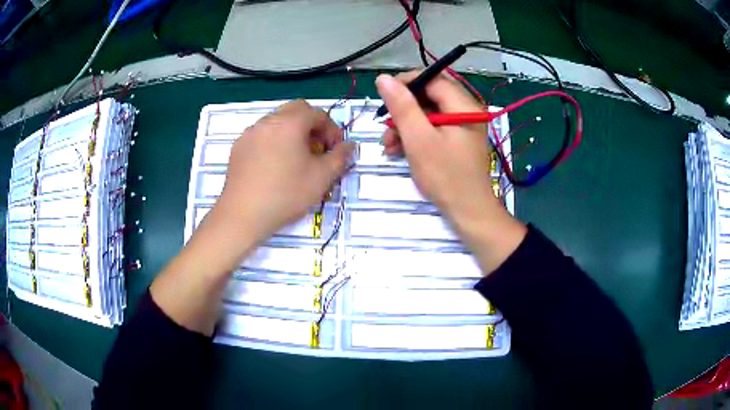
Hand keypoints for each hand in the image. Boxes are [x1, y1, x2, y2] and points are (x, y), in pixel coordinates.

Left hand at [213, 100, 354, 243]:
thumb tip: (350, 145)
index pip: (317, 113)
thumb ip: (340, 157)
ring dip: (292, 131)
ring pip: (277, 121)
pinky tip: (274, 164)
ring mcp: (250, 133)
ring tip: (295, 158)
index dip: (331, 129)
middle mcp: (268, 121)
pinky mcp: (238, 146)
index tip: (334, 149)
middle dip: (311, 125)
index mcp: (290, 123)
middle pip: (296, 110)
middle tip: (316, 149)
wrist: (243, 214)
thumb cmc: (286, 194)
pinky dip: (274, 140)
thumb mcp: (321, 178)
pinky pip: (262, 134)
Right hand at [376, 72, 495, 226]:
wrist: (468, 211)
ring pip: (428, 112)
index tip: (383, 97)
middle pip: (429, 95)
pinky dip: (415, 135)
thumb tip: (383, 78)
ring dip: (405, 125)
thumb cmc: (445, 176)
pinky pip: (433, 127)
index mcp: (463, 105)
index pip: (432, 79)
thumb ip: (402, 106)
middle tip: (384, 125)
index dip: (405, 83)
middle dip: (403, 109)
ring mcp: (462, 125)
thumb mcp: (419, 139)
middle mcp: (466, 110)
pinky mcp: (457, 139)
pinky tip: (399, 149)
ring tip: (388, 145)